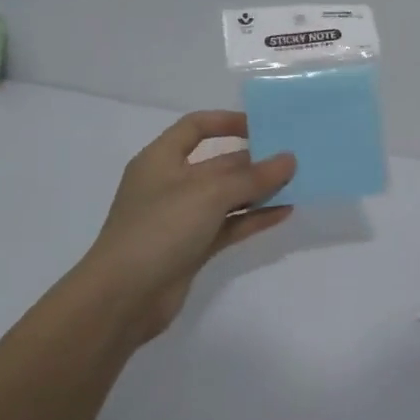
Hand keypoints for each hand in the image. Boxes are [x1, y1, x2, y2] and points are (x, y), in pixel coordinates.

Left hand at [73, 111, 295, 343]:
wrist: (123, 297)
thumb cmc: (159, 228)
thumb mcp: (209, 194)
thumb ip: (253, 177)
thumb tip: (289, 160)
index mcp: (161, 159)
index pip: (195, 127)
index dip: (227, 122)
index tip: (262, 127)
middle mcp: (170, 184)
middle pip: (217, 163)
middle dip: (253, 161)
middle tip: (293, 159)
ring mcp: (181, 218)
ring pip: (227, 197)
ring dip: (258, 190)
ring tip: (296, 184)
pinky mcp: (192, 248)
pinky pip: (229, 225)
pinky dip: (254, 218)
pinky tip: (284, 213)